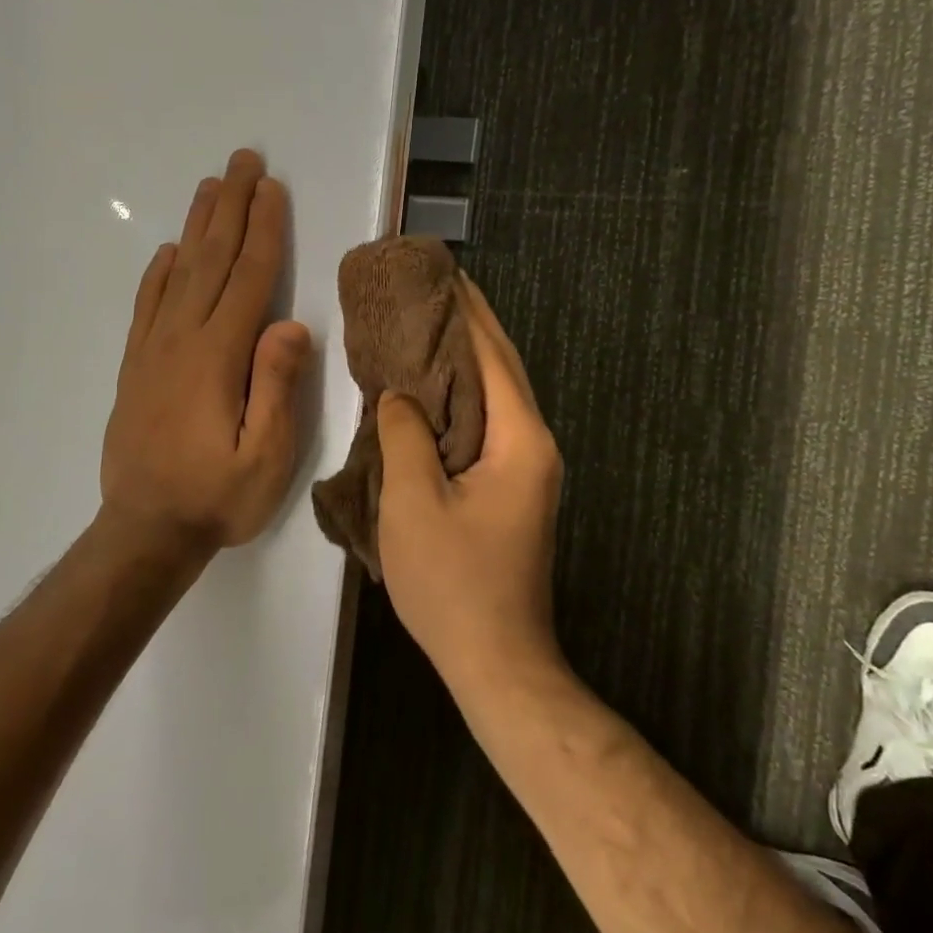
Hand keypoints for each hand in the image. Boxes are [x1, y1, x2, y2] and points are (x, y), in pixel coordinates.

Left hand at [100, 150, 311, 557]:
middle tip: (243, 160)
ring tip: (211, 187)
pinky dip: (159, 272)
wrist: (144, 531)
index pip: (248, 279)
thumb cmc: (215, 498)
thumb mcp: (265, 458)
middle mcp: (183, 340)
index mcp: (218, 357)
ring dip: (198, 226)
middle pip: (212, 260)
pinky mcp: (137, 366)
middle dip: (231, 207)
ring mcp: (154, 350)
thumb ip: (277, 387)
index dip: (263, 230)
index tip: (272, 188)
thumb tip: (292, 324)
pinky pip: (148, 306)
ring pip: (180, 273)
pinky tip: (170, 252)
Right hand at [376, 275, 564, 690]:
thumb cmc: (454, 583)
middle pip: (501, 368)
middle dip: (471, 323)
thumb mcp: (414, 502)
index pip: (492, 356)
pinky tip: (431, 387)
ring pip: (494, 395)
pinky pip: (485, 423)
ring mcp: (525, 469)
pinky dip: (460, 394)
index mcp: (520, 440)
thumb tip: (399, 395)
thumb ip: (405, 435)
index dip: (467, 311)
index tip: (442, 272)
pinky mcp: (509, 488)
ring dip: (465, 357)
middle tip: (433, 285)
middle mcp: (533, 445)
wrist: (496, 660)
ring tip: (429, 322)